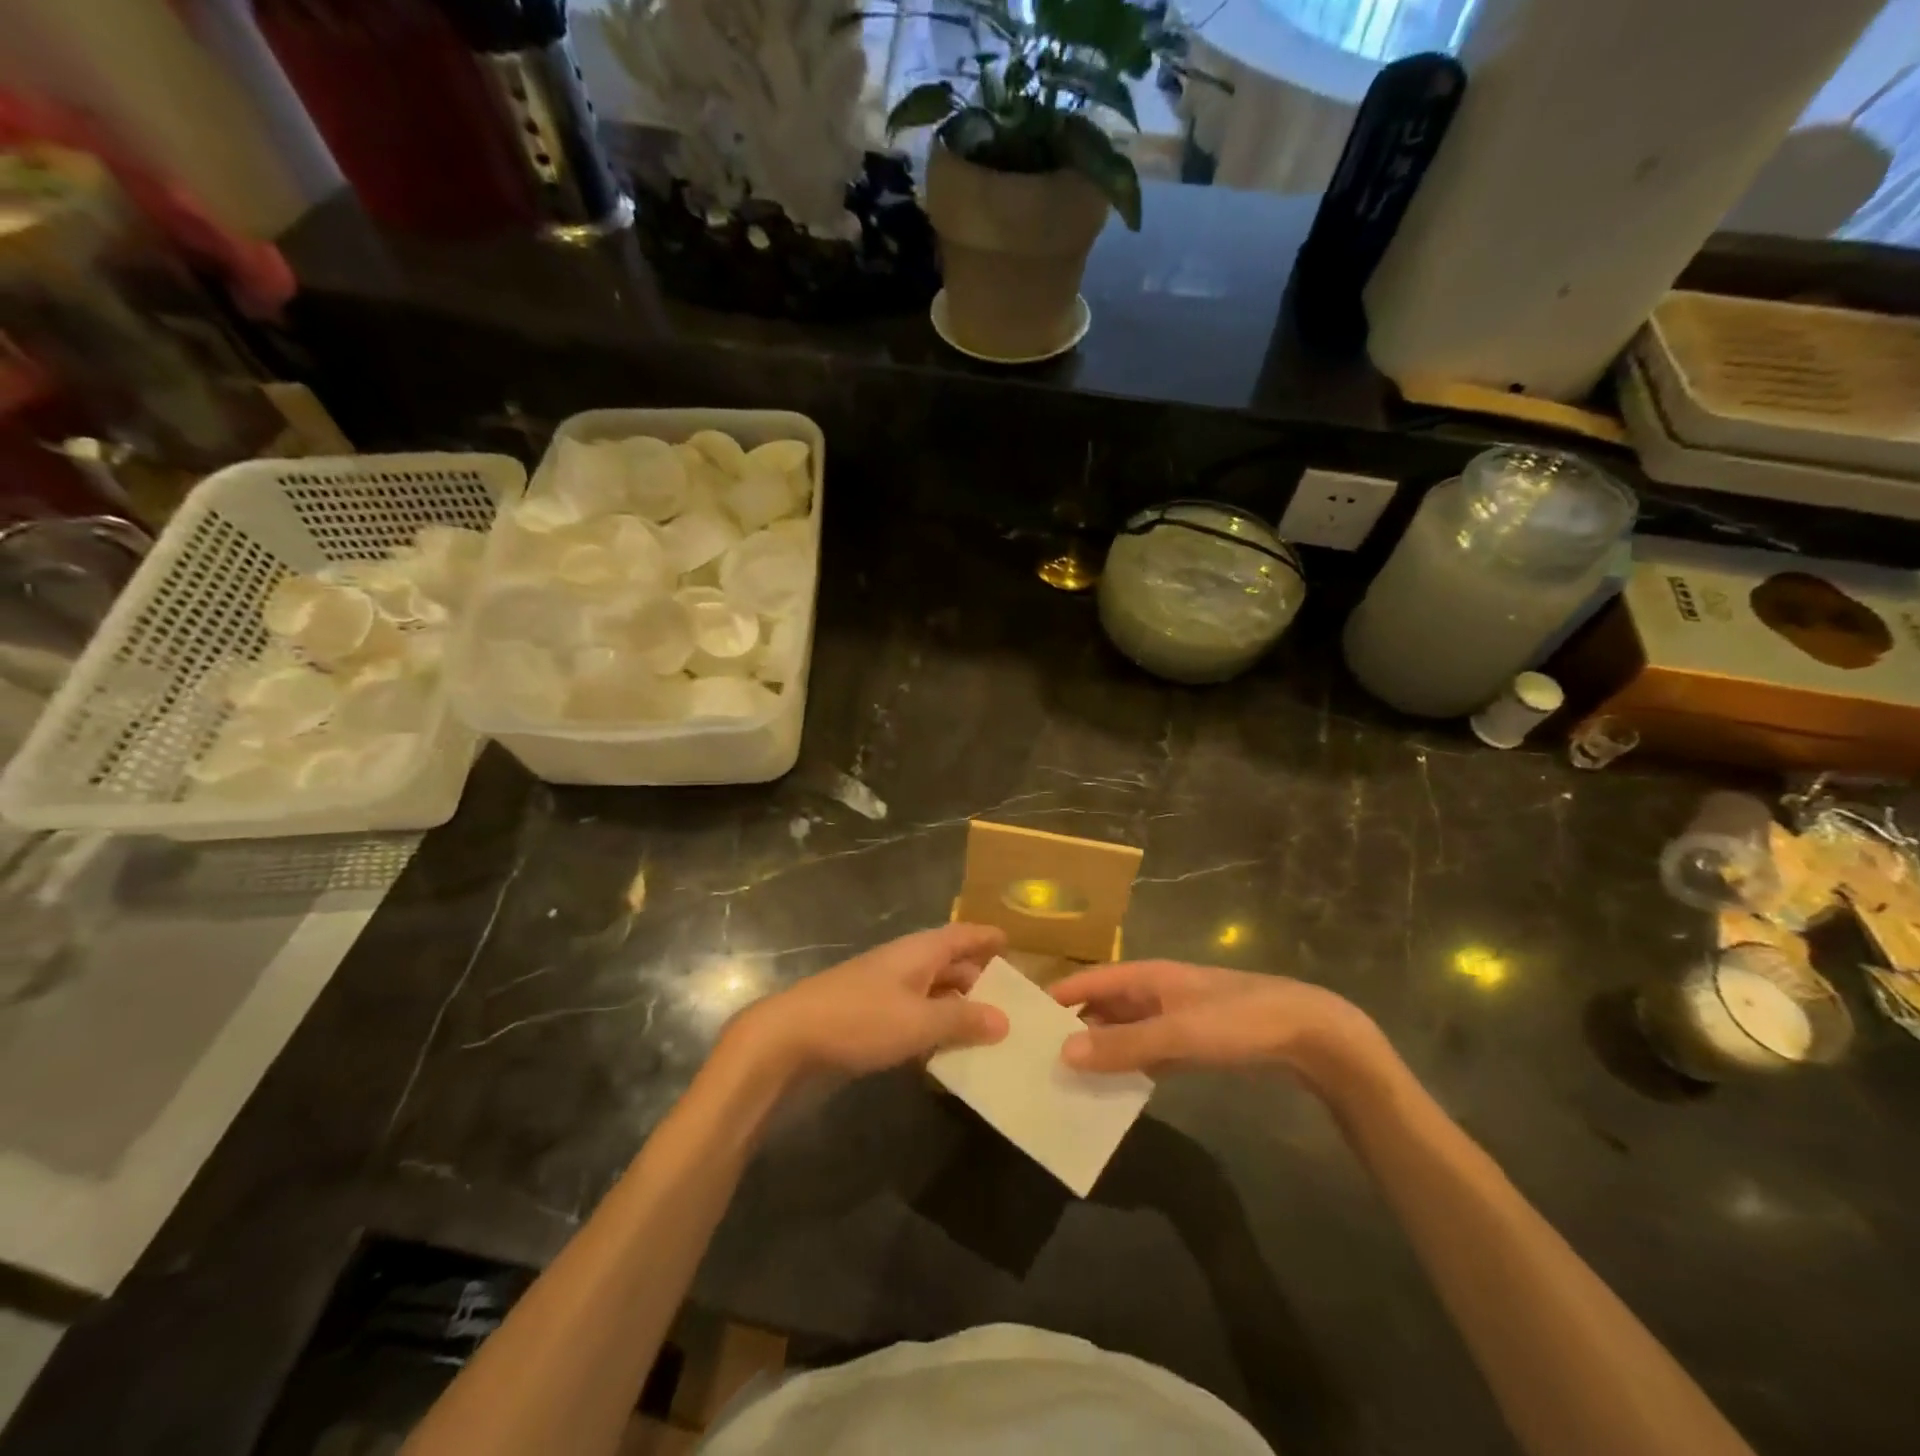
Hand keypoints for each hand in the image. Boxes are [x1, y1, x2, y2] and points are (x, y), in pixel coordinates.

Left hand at [730, 924, 1009, 1083]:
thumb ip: (962, 1020)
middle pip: (948, 965)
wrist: (789, 1040)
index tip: (1011, 943)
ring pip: (931, 994)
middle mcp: (903, 965)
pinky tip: (946, 1054)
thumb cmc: (859, 1020)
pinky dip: (932, 1030)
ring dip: (956, 1009)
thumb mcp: (919, 1021)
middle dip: (978, 980)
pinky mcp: (868, 1021)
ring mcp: (883, 992)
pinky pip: (912, 1019)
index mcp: (917, 952)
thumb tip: (1004, 1019)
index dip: (985, 938)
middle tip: (1011, 1002)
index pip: (960, 935)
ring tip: (989, 1032)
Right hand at [1049, 960, 1390, 1096]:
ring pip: (1124, 1032)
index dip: (1057, 996)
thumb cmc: (1238, 1021)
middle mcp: (1154, 993)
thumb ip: (1122, 1044)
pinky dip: (1128, 1068)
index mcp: (1146, 976)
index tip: (1021, 1019)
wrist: (1309, 1035)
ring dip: (1099, 1051)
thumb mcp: (1177, 1032)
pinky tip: (1112, 1091)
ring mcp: (1174, 1019)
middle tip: (1036, 1059)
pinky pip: (1147, 1054)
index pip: (1089, 980)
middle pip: (1103, 1007)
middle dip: (1073, 1028)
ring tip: (1065, 1080)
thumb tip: (1063, 1053)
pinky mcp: (1192, 1045)